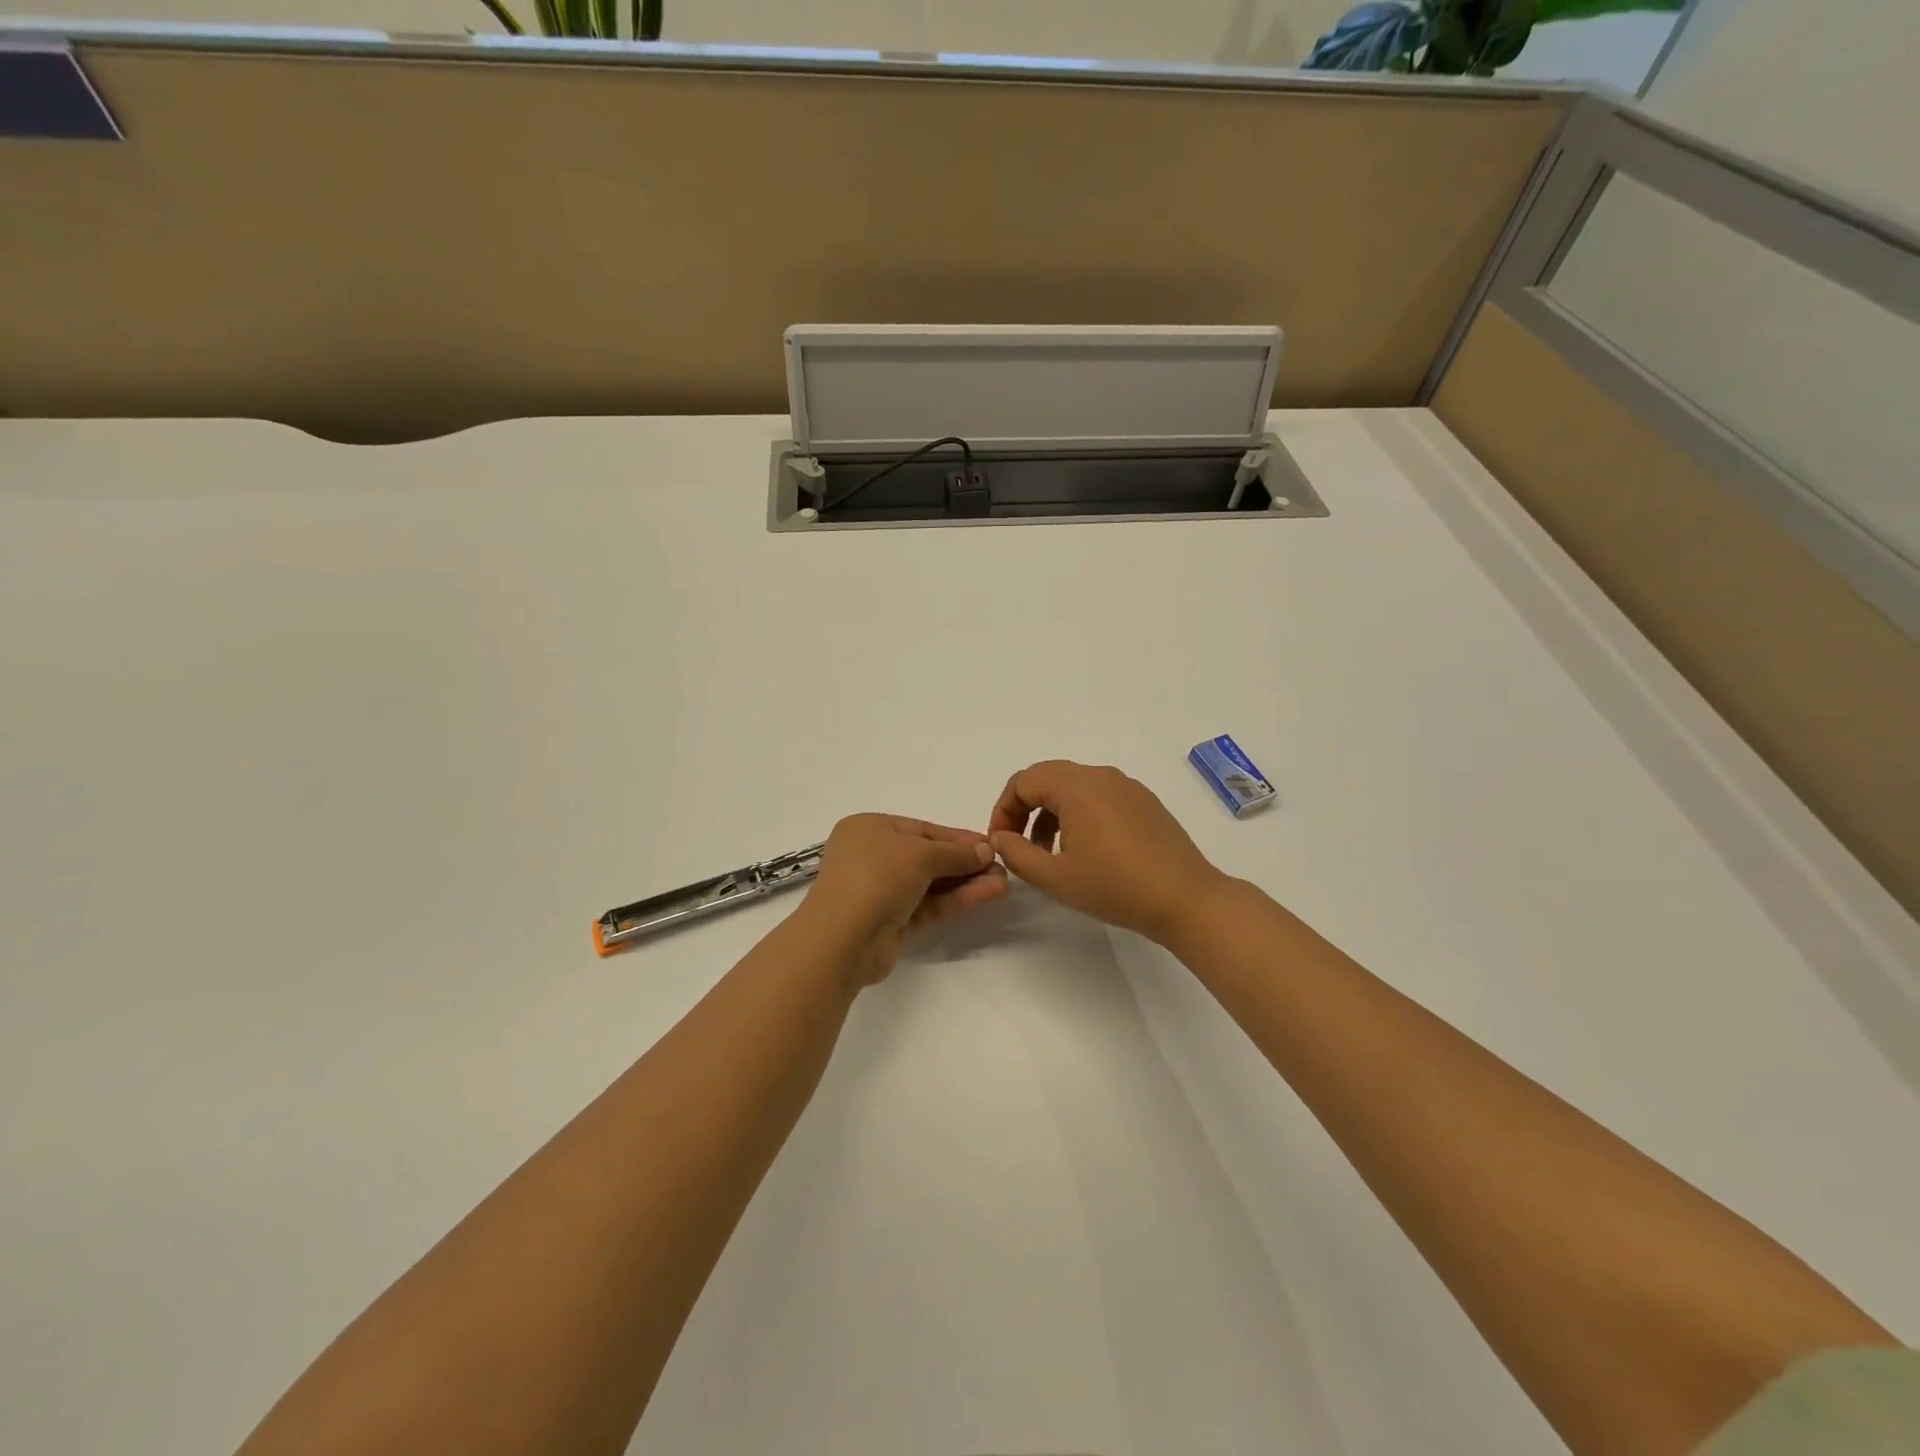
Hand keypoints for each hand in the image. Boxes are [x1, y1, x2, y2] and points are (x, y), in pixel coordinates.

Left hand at [800, 814, 1008, 985]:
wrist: (843, 938)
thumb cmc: (876, 876)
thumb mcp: (920, 854)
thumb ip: (956, 852)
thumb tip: (986, 849)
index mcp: (869, 829)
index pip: (922, 829)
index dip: (957, 837)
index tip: (991, 844)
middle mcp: (872, 856)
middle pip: (928, 856)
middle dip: (966, 863)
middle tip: (1002, 868)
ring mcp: (880, 890)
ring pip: (930, 883)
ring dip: (966, 882)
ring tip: (1002, 884)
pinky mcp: (890, 921)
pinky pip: (928, 904)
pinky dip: (955, 900)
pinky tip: (987, 895)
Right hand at [988, 760, 1227, 944]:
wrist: (1185, 899)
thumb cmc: (1115, 886)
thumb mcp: (1055, 877)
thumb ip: (1016, 854)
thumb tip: (1000, 837)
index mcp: (1076, 786)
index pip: (1023, 781)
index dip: (1003, 810)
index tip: (1001, 843)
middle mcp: (1101, 776)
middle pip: (1047, 778)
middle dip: (1024, 809)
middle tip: (1018, 845)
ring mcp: (1127, 787)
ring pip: (1073, 787)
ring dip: (1051, 814)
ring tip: (1049, 853)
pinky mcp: (1144, 802)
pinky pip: (1099, 796)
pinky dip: (1078, 815)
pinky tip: (1085, 851)